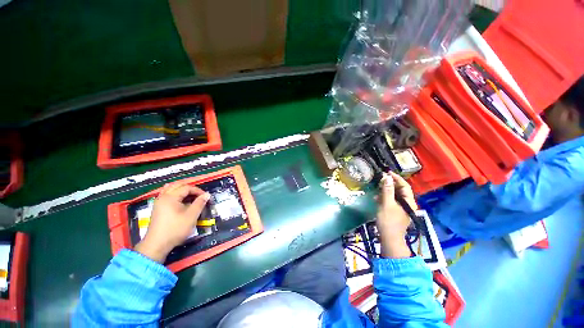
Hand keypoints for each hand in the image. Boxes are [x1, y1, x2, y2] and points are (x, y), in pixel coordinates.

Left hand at [135, 182, 209, 262]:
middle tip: (199, 194)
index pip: (186, 187)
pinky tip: (180, 200)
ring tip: (190, 195)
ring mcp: (158, 202)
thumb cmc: (175, 229)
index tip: (205, 197)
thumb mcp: (191, 216)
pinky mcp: (157, 208)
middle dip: (190, 188)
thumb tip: (207, 194)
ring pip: (170, 189)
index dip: (198, 191)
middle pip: (177, 185)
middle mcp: (163, 197)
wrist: (157, 244)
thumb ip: (199, 203)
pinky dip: (175, 193)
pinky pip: (166, 194)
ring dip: (181, 189)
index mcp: (170, 197)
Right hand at [376, 172, 416, 258]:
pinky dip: (384, 198)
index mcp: (408, 202)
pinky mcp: (395, 212)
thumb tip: (387, 177)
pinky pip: (391, 202)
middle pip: (400, 190)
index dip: (397, 178)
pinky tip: (377, 198)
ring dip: (386, 191)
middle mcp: (407, 204)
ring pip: (394, 196)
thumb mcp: (387, 204)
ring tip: (377, 189)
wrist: (389, 239)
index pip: (404, 186)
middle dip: (390, 184)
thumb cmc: (388, 221)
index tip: (388, 173)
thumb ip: (387, 190)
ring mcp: (401, 209)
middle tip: (381, 179)